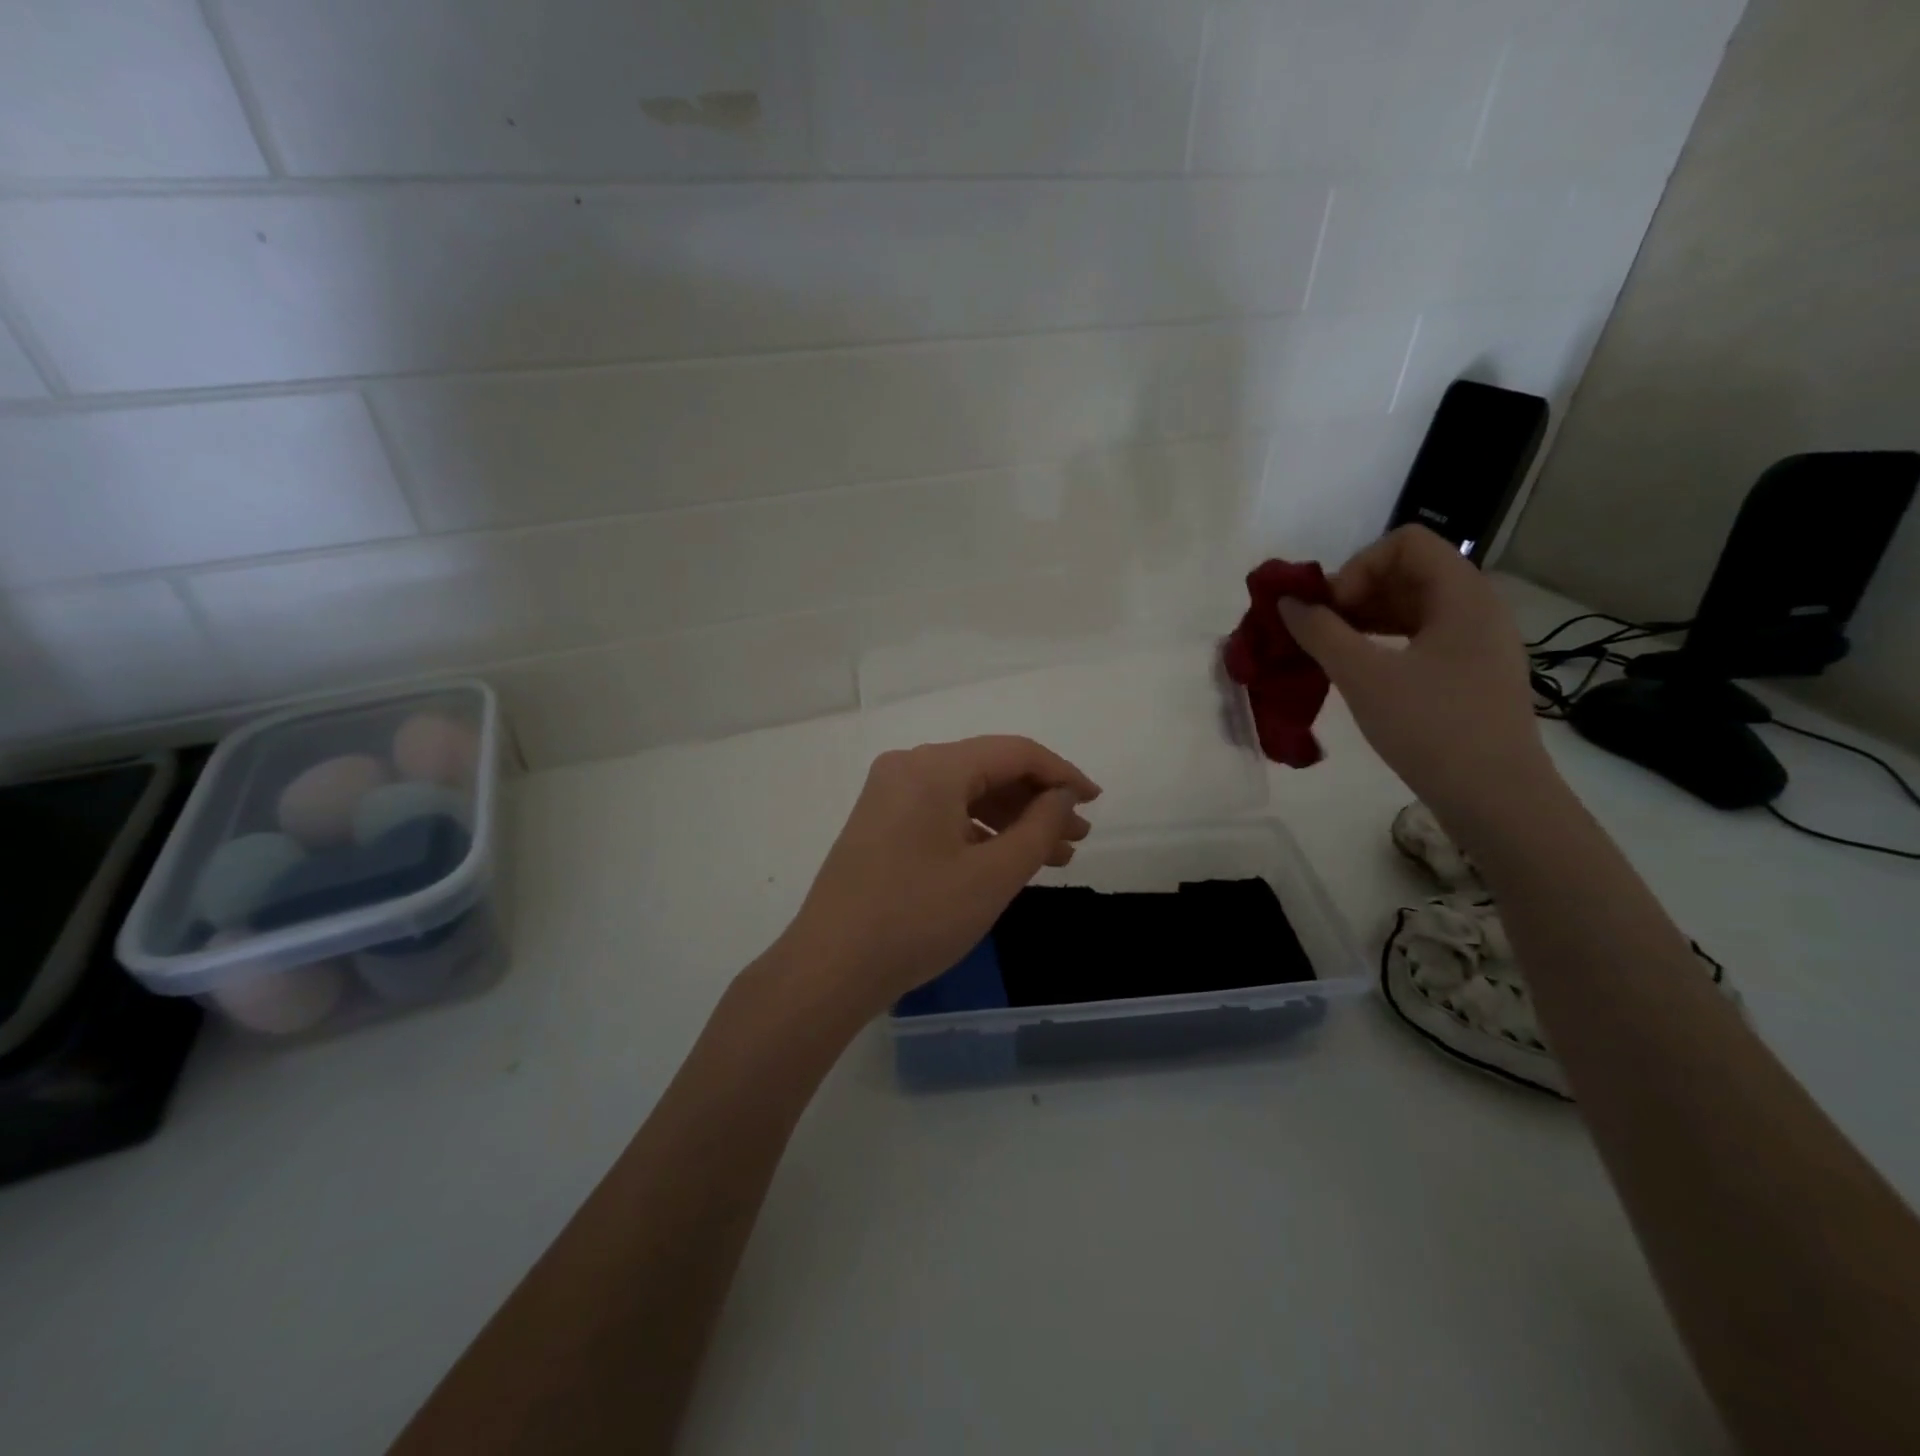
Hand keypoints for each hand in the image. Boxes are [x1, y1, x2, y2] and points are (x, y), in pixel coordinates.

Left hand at [777, 736, 1100, 1019]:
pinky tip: (1007, 860)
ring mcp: (888, 795)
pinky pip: (942, 813)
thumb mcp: (993, 875)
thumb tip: (1062, 796)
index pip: (1014, 752)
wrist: (830, 968)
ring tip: (1054, 855)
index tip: (1096, 801)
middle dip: (1038, 802)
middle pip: (989, 770)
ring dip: (1012, 820)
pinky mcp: (880, 824)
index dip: (1061, 774)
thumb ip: (1039, 827)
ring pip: (966, 795)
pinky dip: (979, 832)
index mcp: (933, 767)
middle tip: (1079, 837)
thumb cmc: (918, 918)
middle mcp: (907, 768)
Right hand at [1278, 526, 1551, 815]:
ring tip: (1331, 652)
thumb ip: (1320, 632)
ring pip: (1414, 606)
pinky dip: (1385, 642)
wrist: (1496, 798)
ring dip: (1366, 619)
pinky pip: (1422, 637)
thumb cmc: (1431, 727)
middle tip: (1320, 631)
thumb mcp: (1364, 677)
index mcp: (1462, 595)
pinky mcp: (1472, 673)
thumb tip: (1287, 603)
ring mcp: (1478, 642)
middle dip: (1356, 593)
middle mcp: (1477, 608)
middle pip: (1409, 572)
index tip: (1333, 610)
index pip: (1406, 543)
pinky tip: (1360, 672)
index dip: (1359, 566)